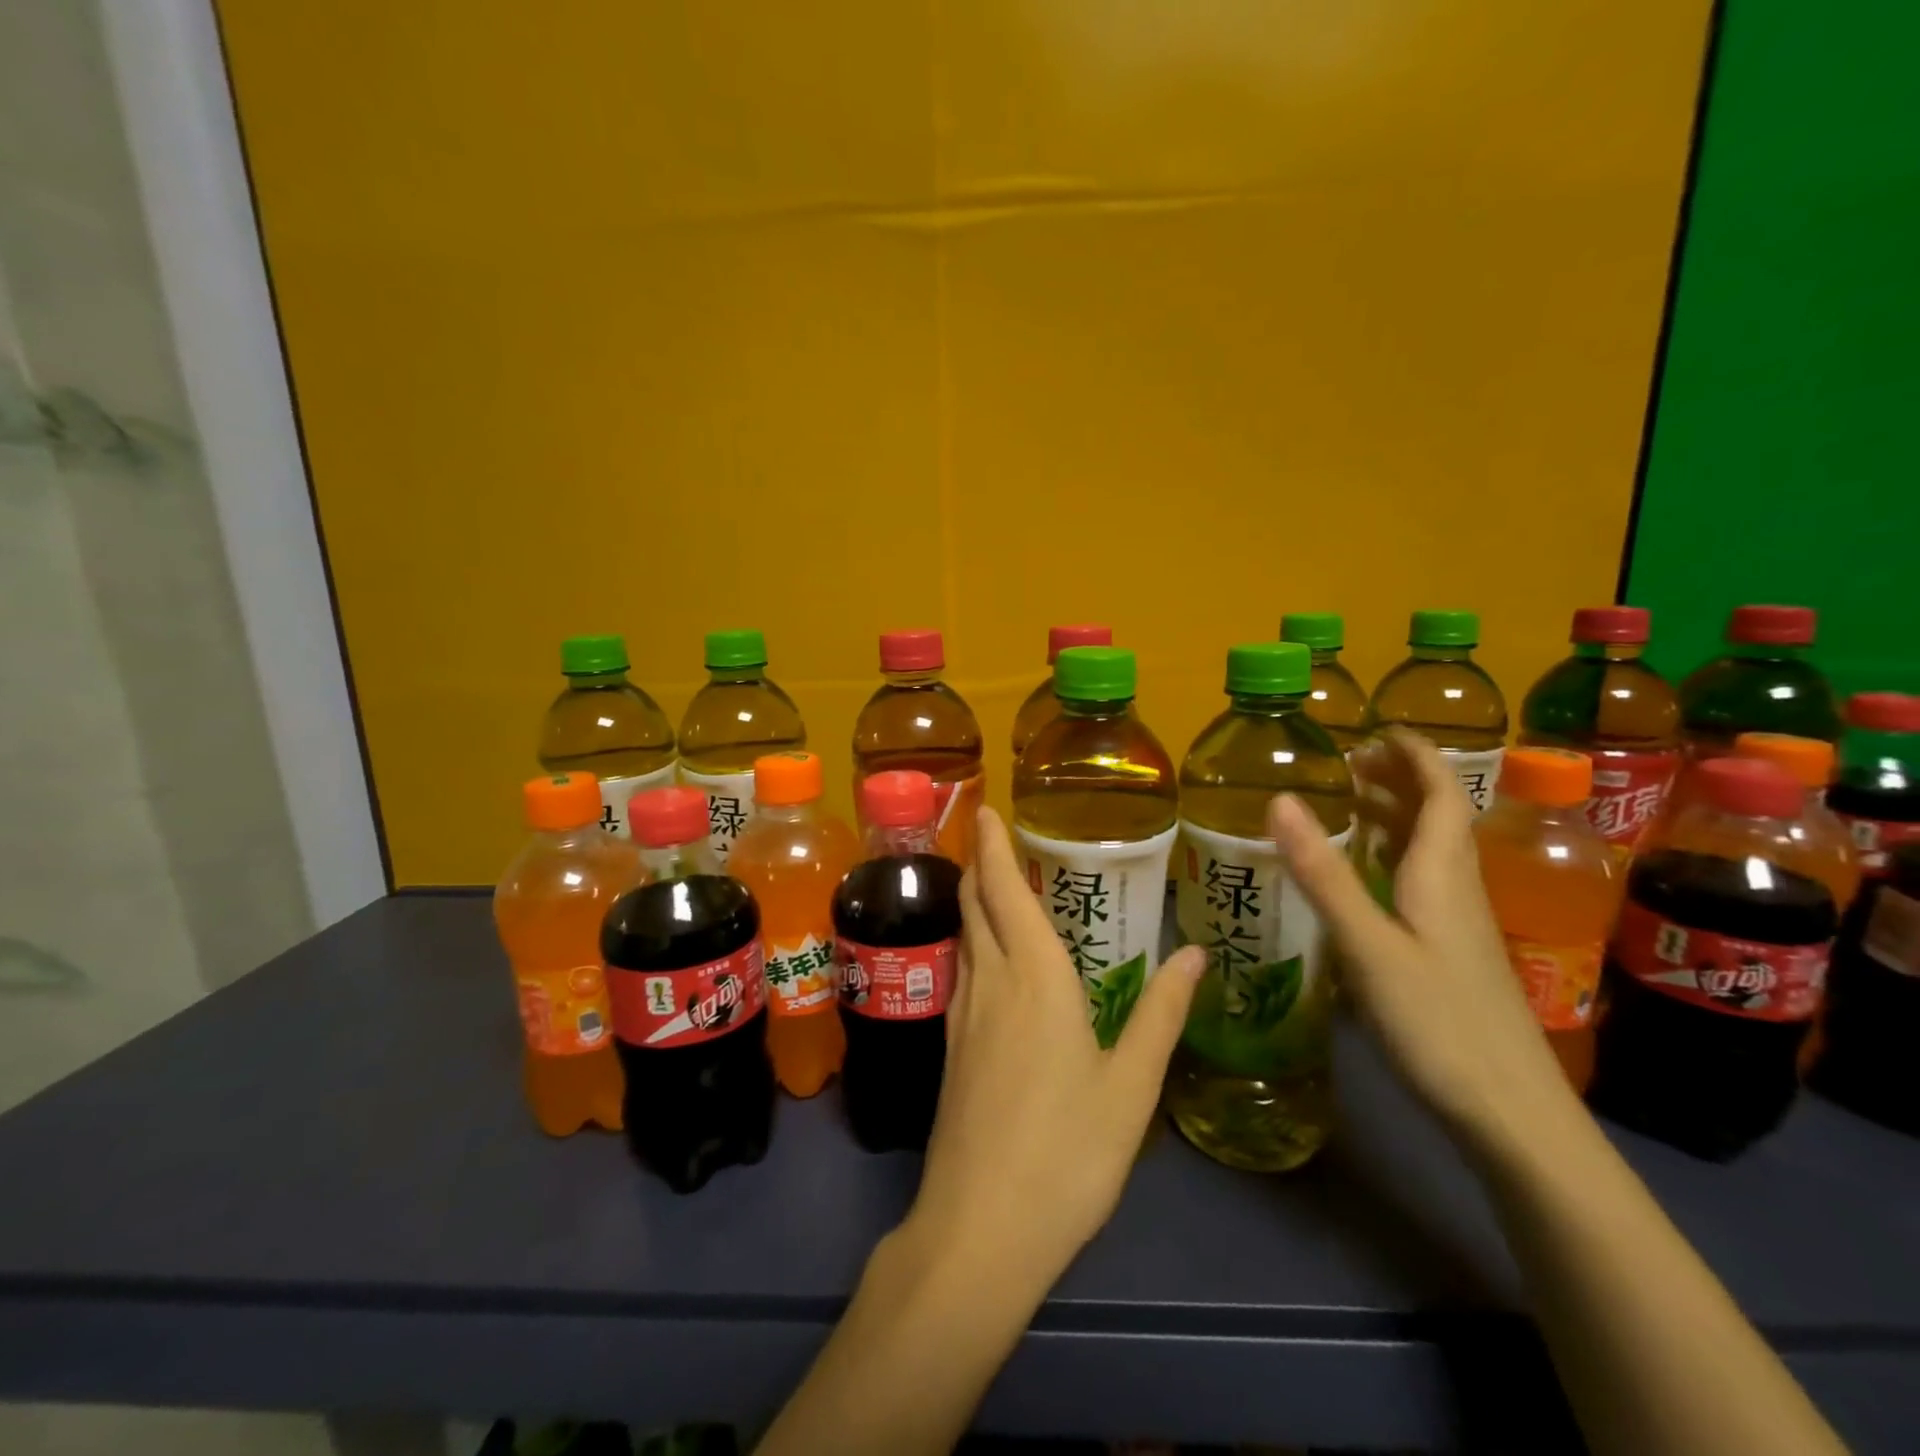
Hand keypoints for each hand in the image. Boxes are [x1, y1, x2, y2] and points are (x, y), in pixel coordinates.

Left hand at [901, 806, 1205, 1291]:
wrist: (981, 1225)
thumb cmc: (1068, 1152)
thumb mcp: (1131, 1085)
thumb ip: (1162, 1013)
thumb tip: (1194, 951)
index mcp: (1035, 978)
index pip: (1004, 891)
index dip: (992, 846)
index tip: (984, 810)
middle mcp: (990, 981)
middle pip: (974, 905)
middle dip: (978, 864)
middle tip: (987, 835)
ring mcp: (962, 1014)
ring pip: (964, 937)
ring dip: (972, 900)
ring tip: (991, 882)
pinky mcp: (950, 1046)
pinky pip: (962, 970)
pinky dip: (973, 941)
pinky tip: (989, 957)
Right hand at [1266, 730, 1577, 1156]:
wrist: (1511, 1115)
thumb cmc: (1439, 1022)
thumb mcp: (1369, 946)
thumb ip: (1324, 874)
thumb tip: (1280, 799)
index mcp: (1441, 874)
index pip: (1440, 793)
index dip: (1415, 754)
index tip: (1377, 728)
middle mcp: (1455, 887)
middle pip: (1436, 816)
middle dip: (1398, 778)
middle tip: (1348, 761)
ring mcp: (1457, 923)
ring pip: (1429, 849)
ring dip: (1395, 815)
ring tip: (1350, 801)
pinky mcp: (1451, 952)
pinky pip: (1421, 881)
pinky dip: (1392, 856)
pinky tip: (1367, 875)